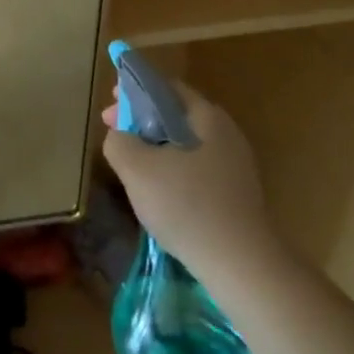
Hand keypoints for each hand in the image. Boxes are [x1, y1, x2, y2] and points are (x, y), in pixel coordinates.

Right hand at [101, 81, 278, 279]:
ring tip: (132, 168)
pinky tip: (159, 194)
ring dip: (155, 148)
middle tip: (115, 137)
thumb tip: (120, 136)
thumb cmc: (186, 205)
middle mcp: (226, 134)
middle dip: (141, 122)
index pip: (165, 87)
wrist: (242, 266)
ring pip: (184, 144)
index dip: (133, 91)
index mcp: (206, 117)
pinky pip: (196, 170)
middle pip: (175, 115)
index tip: (110, 108)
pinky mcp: (237, 194)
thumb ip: (118, 141)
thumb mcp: (136, 167)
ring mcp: (235, 166)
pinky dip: (173, 171)